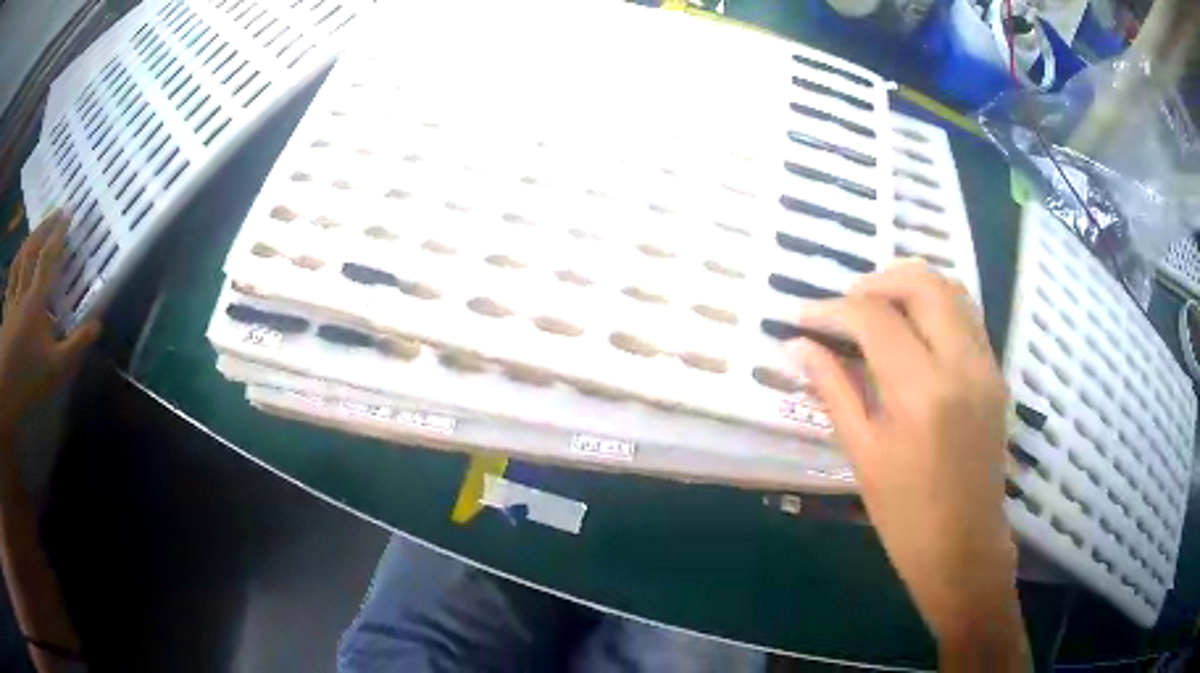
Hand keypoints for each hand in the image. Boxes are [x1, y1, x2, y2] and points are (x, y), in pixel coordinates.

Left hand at [0, 210, 100, 428]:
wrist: (6, 390)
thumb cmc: (29, 378)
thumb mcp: (57, 368)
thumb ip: (76, 345)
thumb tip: (98, 324)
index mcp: (36, 300)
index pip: (49, 258)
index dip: (59, 233)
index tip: (69, 213)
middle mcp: (23, 291)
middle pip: (32, 250)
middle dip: (44, 228)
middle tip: (55, 213)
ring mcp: (12, 299)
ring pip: (20, 260)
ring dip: (29, 240)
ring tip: (36, 231)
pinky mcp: (6, 310)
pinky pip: (10, 279)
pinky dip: (15, 265)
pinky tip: (18, 262)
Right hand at [790, 263, 1025, 661]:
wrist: (964, 547)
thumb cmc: (905, 515)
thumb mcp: (863, 453)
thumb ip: (832, 388)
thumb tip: (795, 346)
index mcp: (923, 392)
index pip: (875, 318)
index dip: (832, 309)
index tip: (802, 315)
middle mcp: (962, 364)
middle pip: (922, 283)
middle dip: (876, 282)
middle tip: (844, 306)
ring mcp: (986, 365)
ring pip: (951, 289)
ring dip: (908, 287)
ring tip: (876, 311)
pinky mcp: (996, 373)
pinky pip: (966, 316)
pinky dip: (934, 307)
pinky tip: (911, 334)